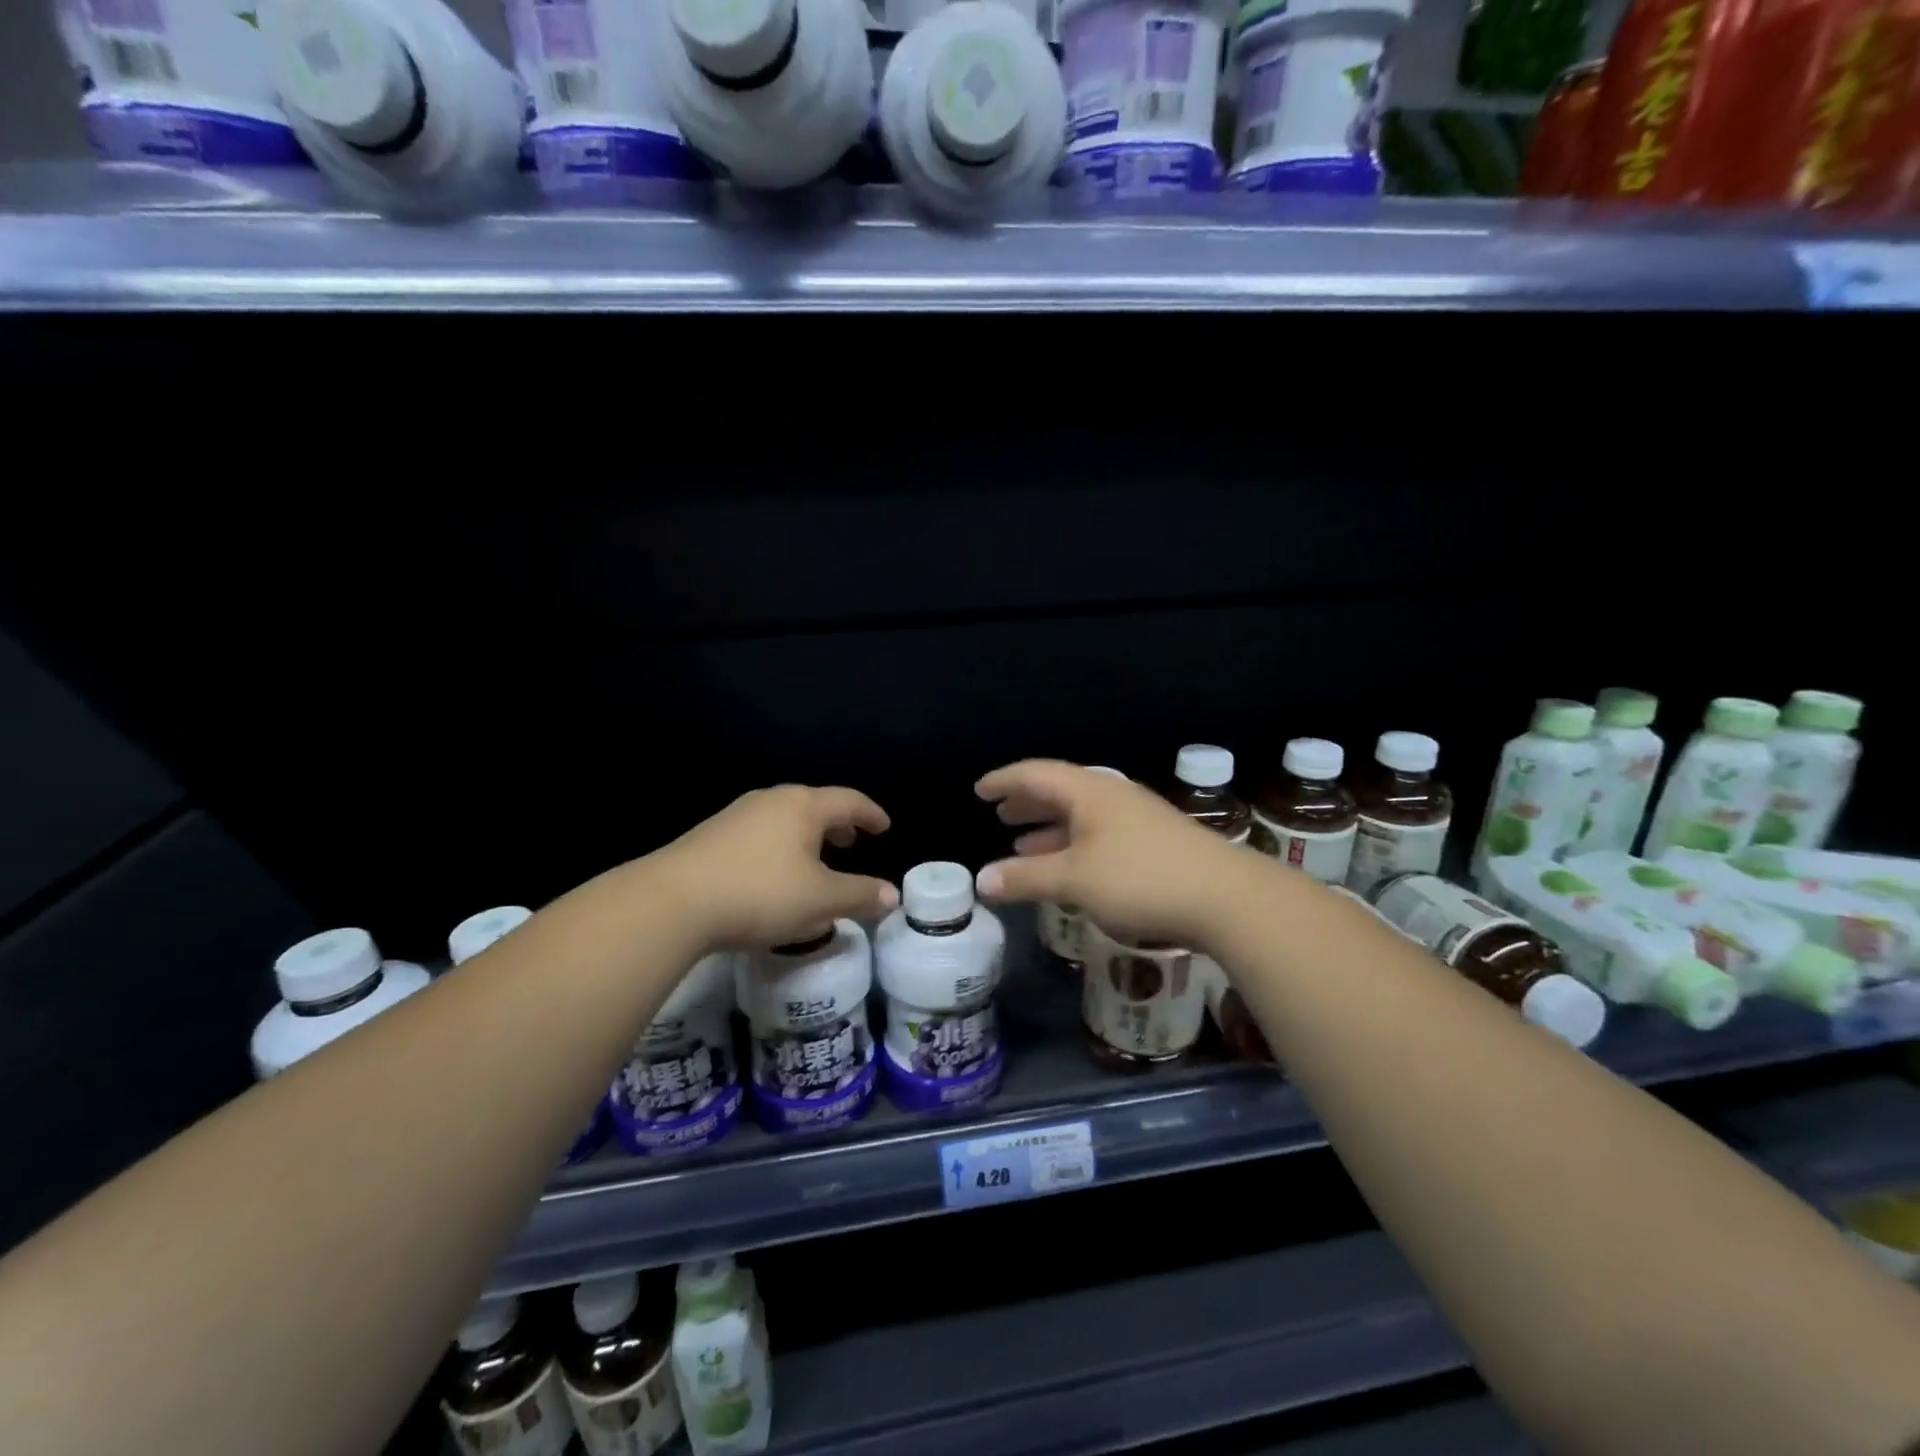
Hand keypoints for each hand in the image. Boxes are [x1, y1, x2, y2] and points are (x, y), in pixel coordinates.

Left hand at [655, 785, 897, 949]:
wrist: (672, 902)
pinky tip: (774, 874)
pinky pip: (760, 833)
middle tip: (852, 843)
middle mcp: (771, 800)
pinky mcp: (711, 836)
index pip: (848, 801)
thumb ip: (860, 896)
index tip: (884, 827)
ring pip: (784, 819)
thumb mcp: (820, 901)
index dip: (871, 814)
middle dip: (838, 824)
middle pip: (814, 804)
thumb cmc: (760, 893)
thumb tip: (892, 895)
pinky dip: (780, 846)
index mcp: (803, 806)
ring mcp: (737, 815)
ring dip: (807, 836)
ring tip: (815, 860)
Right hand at [973, 759, 1249, 947]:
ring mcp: (1137, 819)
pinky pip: (1099, 835)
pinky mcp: (1154, 844)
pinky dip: (1073, 846)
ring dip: (1049, 828)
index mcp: (1089, 792)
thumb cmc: (1140, 879)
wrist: (1226, 897)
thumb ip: (1026, 878)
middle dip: (1027, 803)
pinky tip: (1069, 869)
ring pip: (1081, 815)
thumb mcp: (1074, 880)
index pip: (1036, 774)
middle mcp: (1112, 797)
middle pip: (1060, 791)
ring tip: (1022, 843)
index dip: (1004, 780)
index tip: (979, 790)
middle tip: (1000, 814)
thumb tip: (981, 881)